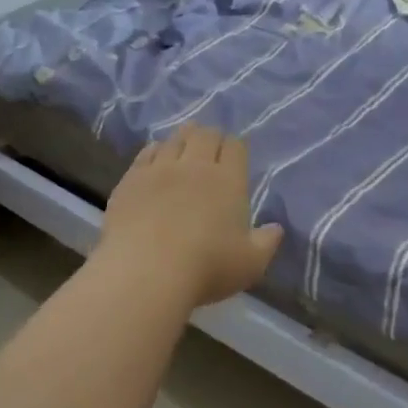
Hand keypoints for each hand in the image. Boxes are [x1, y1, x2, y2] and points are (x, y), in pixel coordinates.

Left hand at [96, 124, 284, 308]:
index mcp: (228, 180)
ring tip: (185, 144)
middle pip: (205, 135)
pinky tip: (155, 155)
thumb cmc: (206, 268)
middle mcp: (195, 166)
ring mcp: (160, 169)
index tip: (235, 153)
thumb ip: (266, 243)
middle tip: (210, 146)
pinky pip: (146, 153)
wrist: (146, 271)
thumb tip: (276, 228)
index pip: (235, 147)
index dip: (236, 146)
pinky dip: (155, 150)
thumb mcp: (250, 263)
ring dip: (183, 138)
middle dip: (210, 136)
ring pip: (175, 139)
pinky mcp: (131, 180)